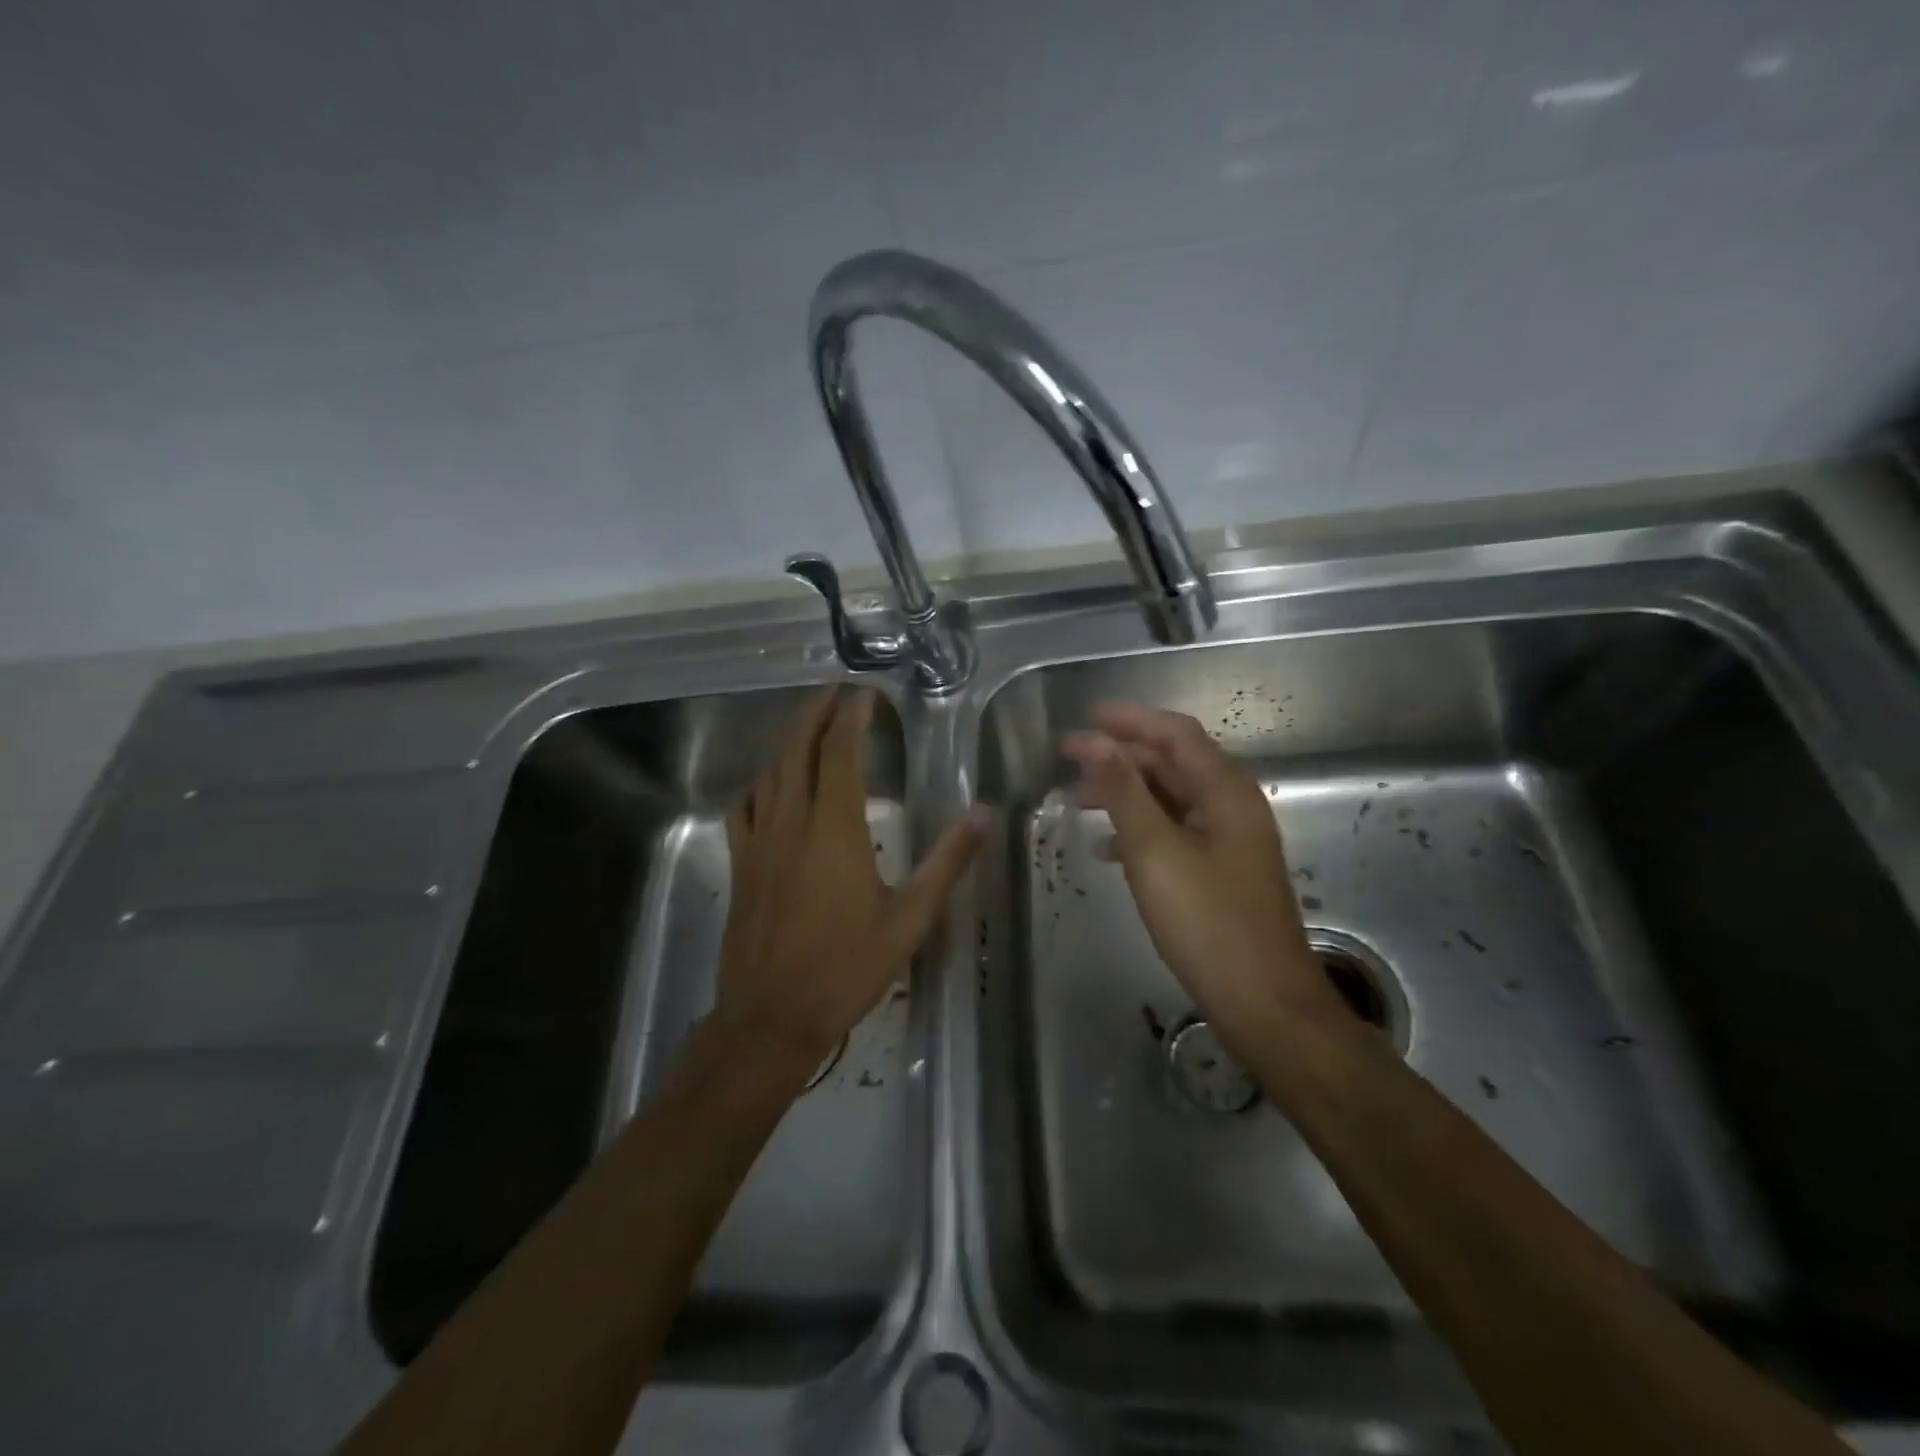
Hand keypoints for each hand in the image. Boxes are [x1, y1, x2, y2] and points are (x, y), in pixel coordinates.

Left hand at [716, 687, 984, 1075]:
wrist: (771, 1016)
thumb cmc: (846, 967)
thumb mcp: (910, 918)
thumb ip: (947, 861)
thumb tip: (982, 813)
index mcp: (835, 828)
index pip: (840, 753)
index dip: (851, 717)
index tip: (864, 693)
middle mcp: (792, 822)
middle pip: (798, 750)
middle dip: (815, 714)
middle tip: (835, 690)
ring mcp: (760, 843)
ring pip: (770, 774)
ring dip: (789, 742)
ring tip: (809, 727)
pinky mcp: (742, 866)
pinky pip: (745, 809)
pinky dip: (759, 785)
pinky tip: (768, 787)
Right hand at [1063, 702, 1347, 1052]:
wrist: (1263, 1002)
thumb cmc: (1208, 921)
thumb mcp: (1156, 851)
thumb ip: (1125, 793)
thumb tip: (1097, 745)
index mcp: (1225, 792)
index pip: (1176, 734)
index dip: (1130, 719)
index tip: (1086, 716)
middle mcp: (1232, 807)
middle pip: (1173, 763)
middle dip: (1121, 756)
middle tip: (1070, 758)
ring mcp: (1229, 841)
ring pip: (1171, 799)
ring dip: (1126, 793)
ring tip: (1079, 800)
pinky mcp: (1220, 872)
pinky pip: (1175, 833)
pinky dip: (1140, 829)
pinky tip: (1108, 848)